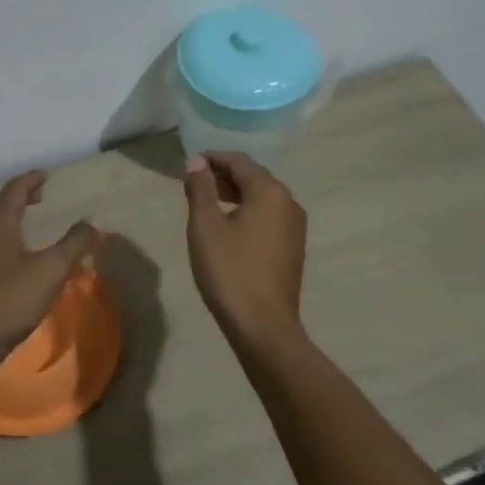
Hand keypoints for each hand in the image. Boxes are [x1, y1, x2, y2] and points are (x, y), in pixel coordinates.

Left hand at [0, 171, 101, 351]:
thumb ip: (74, 244)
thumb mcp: (51, 270)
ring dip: (11, 215)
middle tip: (40, 193)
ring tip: (29, 217)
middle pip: (0, 204)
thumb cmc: (10, 299)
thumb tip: (92, 224)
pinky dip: (6, 233)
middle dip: (20, 195)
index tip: (45, 174)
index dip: (30, 180)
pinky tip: (16, 251)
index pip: (14, 190)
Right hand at [183, 152, 307, 343]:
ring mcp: (295, 226)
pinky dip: (248, 210)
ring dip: (236, 193)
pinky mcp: (293, 246)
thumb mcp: (205, 227)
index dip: (213, 158)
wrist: (263, 325)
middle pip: (254, 177)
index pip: (239, 162)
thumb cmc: (230, 271)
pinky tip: (229, 225)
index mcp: (269, 192)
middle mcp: (288, 202)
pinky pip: (269, 215)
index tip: (189, 163)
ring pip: (263, 197)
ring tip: (207, 202)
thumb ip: (201, 189)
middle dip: (224, 175)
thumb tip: (198, 162)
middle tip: (195, 182)